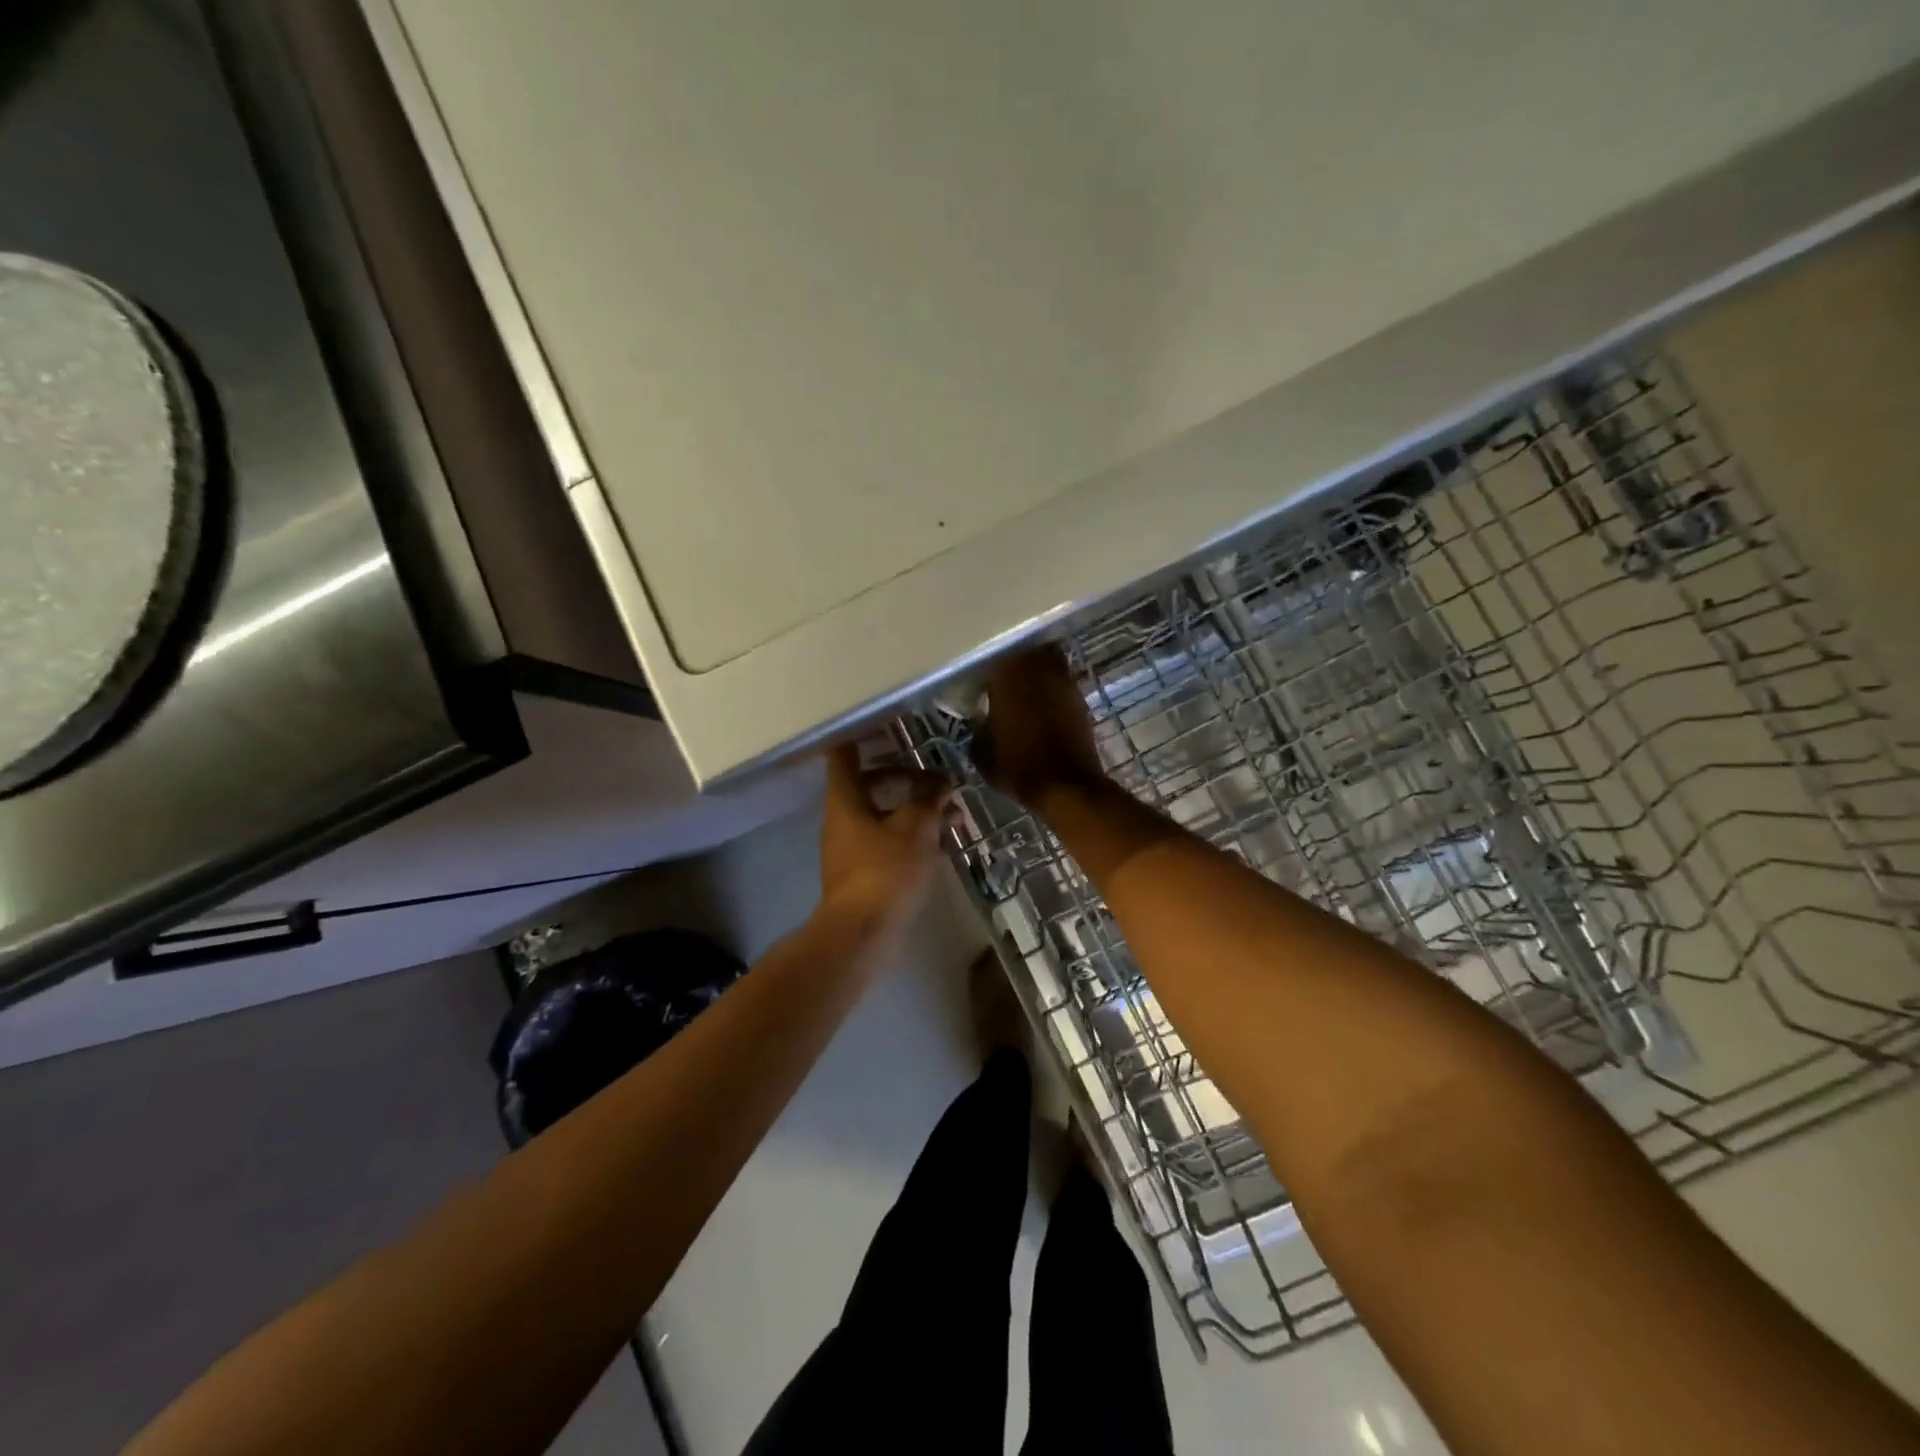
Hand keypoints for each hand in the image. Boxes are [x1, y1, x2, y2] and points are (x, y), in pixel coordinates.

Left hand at [818, 744, 949, 930]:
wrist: (863, 933)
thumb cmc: (886, 870)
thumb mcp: (916, 827)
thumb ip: (929, 798)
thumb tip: (940, 781)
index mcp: (845, 799)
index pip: (844, 754)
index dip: (862, 736)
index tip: (886, 726)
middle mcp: (841, 818)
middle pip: (869, 783)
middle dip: (905, 777)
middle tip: (936, 778)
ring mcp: (849, 847)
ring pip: (882, 814)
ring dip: (913, 809)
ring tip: (952, 816)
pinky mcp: (861, 872)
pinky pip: (886, 840)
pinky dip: (909, 834)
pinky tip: (940, 843)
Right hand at [974, 646, 1104, 807]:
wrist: (1065, 786)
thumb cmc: (1017, 766)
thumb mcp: (982, 751)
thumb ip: (978, 727)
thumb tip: (979, 718)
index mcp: (1007, 674)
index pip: (992, 660)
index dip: (986, 674)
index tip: (980, 688)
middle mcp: (1037, 668)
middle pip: (1025, 653)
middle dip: (1015, 665)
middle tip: (1004, 683)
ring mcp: (1063, 681)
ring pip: (1047, 663)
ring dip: (1037, 674)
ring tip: (1026, 695)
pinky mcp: (1080, 698)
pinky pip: (1062, 684)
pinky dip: (1052, 692)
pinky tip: (1044, 710)